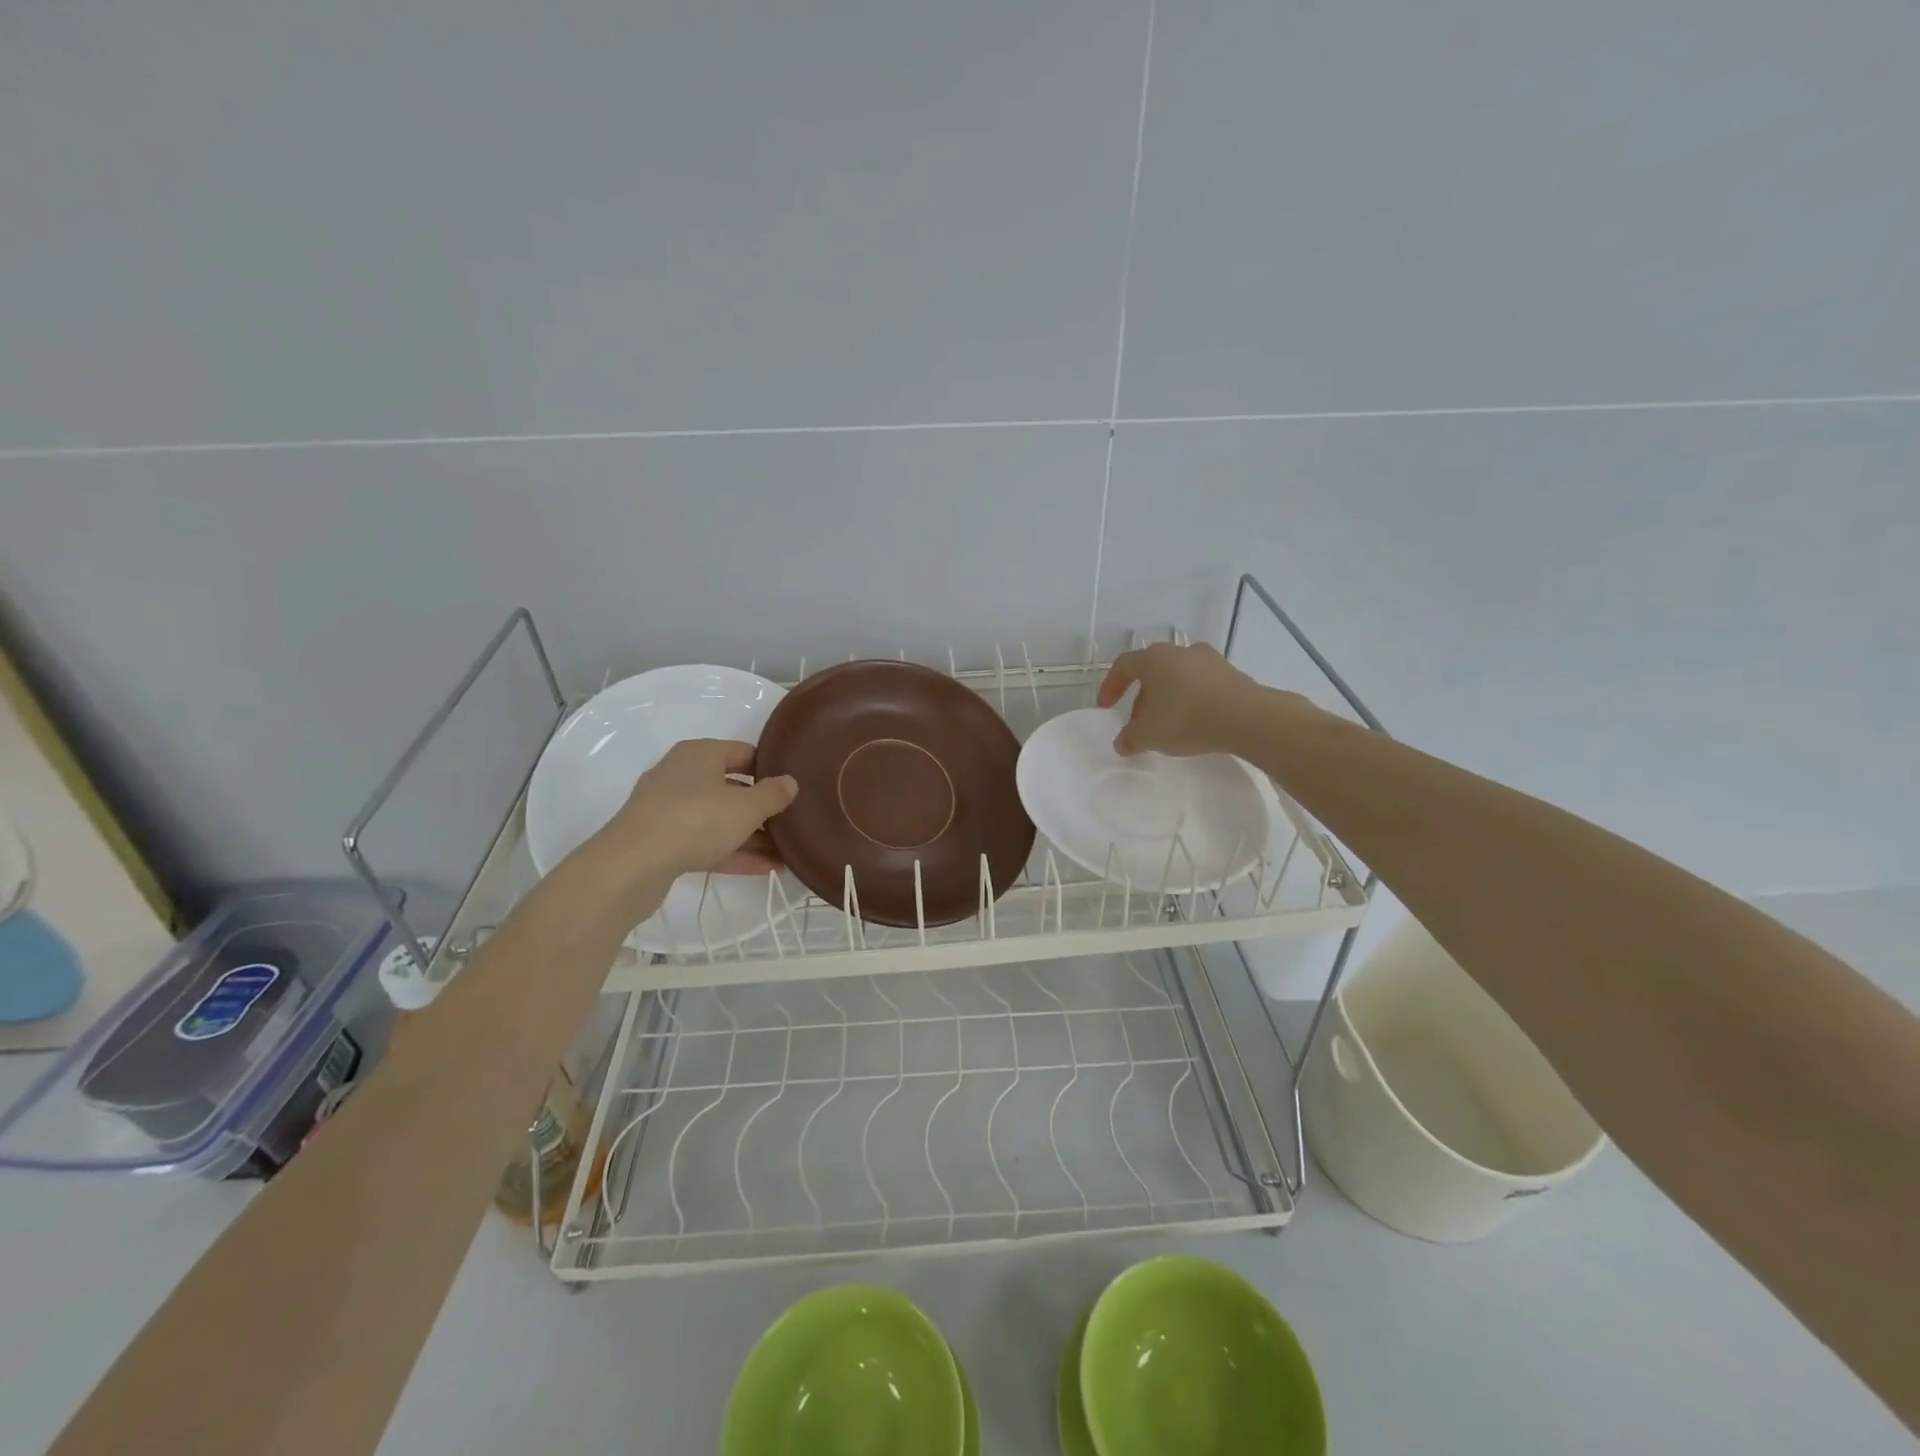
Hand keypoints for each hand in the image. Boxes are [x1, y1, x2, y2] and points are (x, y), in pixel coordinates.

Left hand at [599, 739, 798, 879]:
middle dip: (762, 808)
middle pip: (731, 787)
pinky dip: (732, 852)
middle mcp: (682, 775)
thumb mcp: (747, 807)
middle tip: (792, 823)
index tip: (793, 789)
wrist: (631, 866)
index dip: (771, 769)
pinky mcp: (661, 841)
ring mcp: (669, 809)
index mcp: (700, 754)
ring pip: (719, 818)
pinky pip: (706, 842)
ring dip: (751, 835)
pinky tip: (765, 869)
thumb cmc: (696, 820)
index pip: (744, 753)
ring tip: (785, 854)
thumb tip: (790, 782)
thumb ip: (773, 794)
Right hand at [1096, 642, 1281, 756]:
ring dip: (1167, 698)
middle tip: (1139, 722)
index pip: (1123, 665)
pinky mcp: (1231, 673)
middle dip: (1141, 697)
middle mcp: (1180, 651)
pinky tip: (1194, 722)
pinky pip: (1201, 684)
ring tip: (1167, 724)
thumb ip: (1130, 738)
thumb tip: (1122, 743)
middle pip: (1152, 671)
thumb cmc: (1186, 718)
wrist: (1246, 717)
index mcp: (1154, 659)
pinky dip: (1191, 699)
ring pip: (1178, 677)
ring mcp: (1209, 659)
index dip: (1111, 686)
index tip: (1106, 707)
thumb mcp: (1149, 735)